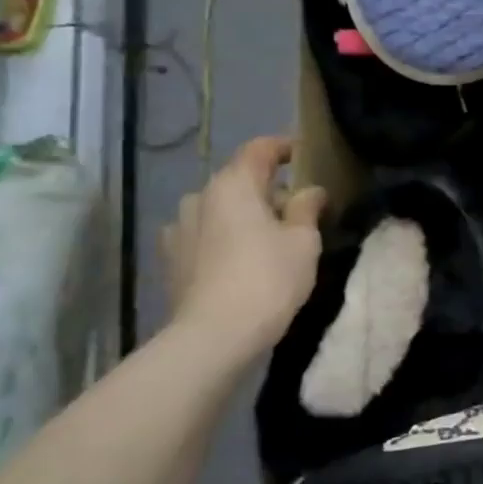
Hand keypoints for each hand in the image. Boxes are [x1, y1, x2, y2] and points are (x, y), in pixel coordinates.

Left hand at [161, 136, 327, 357]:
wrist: (214, 336)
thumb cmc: (268, 278)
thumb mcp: (303, 241)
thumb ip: (307, 208)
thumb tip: (310, 191)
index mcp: (232, 185)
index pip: (259, 150)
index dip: (284, 147)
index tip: (305, 154)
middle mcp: (199, 198)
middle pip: (239, 181)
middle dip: (268, 190)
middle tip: (298, 210)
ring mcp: (178, 230)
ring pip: (220, 210)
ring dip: (244, 216)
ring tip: (270, 239)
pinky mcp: (171, 260)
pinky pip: (205, 236)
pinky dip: (225, 239)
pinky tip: (242, 261)